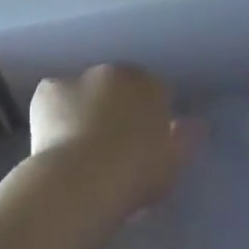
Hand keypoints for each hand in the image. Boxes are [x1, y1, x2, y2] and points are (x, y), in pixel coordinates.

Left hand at [27, 65, 196, 220]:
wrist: (85, 177)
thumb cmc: (136, 173)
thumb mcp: (172, 162)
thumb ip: (185, 139)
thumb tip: (199, 124)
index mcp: (150, 86)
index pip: (152, 91)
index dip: (145, 116)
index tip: (139, 143)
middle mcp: (117, 72)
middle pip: (117, 86)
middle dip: (113, 107)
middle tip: (108, 146)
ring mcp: (81, 77)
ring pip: (83, 91)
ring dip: (82, 109)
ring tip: (77, 148)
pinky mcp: (49, 88)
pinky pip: (53, 98)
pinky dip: (53, 114)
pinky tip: (51, 141)